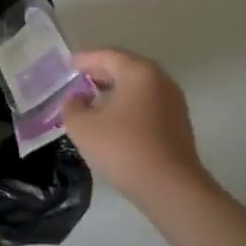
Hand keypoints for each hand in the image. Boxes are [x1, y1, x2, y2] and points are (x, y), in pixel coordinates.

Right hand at [62, 48, 208, 206]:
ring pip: (137, 88)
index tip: (66, 67)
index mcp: (138, 71)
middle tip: (77, 82)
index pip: (105, 56)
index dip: (82, 60)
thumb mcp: (83, 126)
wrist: (172, 190)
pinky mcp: (179, 125)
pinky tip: (113, 122)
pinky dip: (128, 106)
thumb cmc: (124, 148)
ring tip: (92, 103)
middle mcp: (160, 80)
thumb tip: (76, 100)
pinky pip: (147, 105)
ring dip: (114, 91)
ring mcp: (173, 103)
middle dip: (99, 74)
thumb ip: (72, 106)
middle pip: (124, 68)